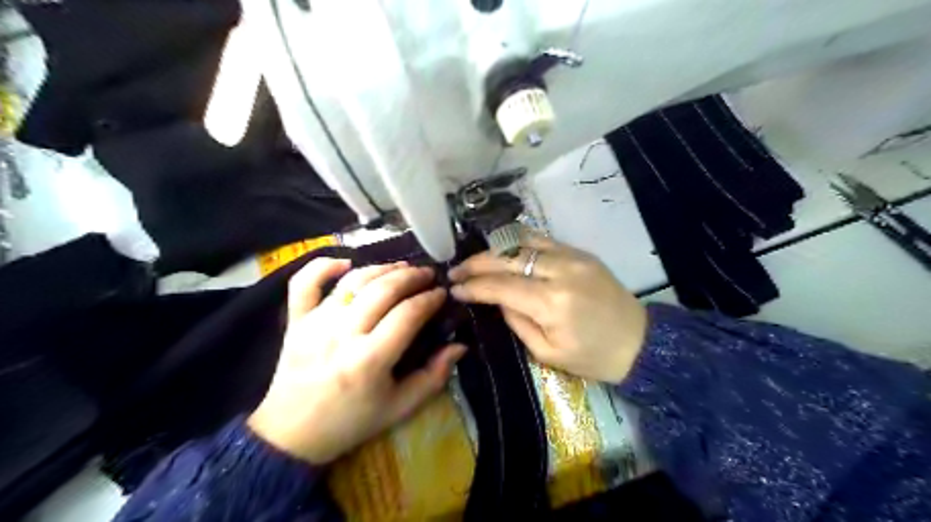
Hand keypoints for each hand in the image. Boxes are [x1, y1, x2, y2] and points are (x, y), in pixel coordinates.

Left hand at [247, 261, 464, 464]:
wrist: (292, 435)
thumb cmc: (352, 422)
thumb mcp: (400, 407)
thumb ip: (434, 376)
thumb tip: (459, 345)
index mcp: (370, 360)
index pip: (408, 314)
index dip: (429, 299)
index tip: (442, 293)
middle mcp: (342, 335)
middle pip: (383, 290)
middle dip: (411, 276)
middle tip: (428, 274)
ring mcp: (315, 324)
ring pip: (353, 281)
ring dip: (381, 268)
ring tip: (401, 267)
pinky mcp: (295, 321)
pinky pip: (304, 283)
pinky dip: (323, 266)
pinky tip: (346, 263)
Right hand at [446, 232, 643, 382]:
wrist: (639, 341)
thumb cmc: (593, 357)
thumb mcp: (547, 353)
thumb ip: (517, 322)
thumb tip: (497, 298)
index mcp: (552, 303)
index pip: (501, 287)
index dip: (474, 286)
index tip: (454, 289)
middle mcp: (560, 271)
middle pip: (507, 258)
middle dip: (476, 263)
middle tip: (454, 271)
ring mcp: (572, 256)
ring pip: (522, 241)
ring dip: (493, 249)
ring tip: (474, 260)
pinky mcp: (580, 252)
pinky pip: (541, 239)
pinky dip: (516, 243)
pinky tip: (501, 250)